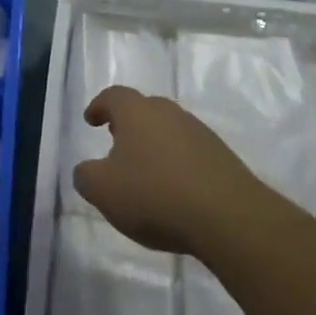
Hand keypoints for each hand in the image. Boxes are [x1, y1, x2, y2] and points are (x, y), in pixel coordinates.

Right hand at [73, 85, 254, 255]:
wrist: (230, 218)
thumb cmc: (156, 195)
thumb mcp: (104, 191)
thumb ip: (86, 176)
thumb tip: (86, 170)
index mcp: (136, 112)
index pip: (113, 96)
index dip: (99, 105)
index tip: (91, 120)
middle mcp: (169, 113)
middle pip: (144, 109)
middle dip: (128, 123)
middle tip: (116, 142)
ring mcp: (200, 133)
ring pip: (169, 130)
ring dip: (154, 144)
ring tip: (146, 171)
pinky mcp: (223, 157)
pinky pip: (190, 152)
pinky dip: (177, 164)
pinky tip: (175, 190)